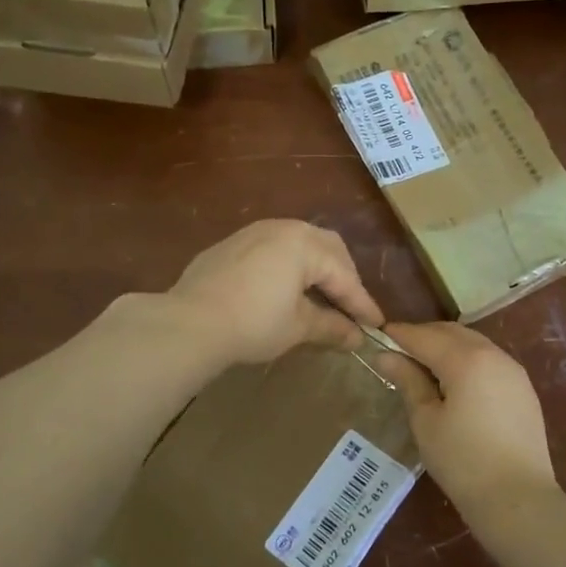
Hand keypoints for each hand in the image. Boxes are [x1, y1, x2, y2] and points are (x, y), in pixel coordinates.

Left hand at [165, 220, 384, 364]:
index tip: (376, 326)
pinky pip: (271, 249)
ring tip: (320, 296)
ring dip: (315, 268)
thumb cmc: (253, 323)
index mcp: (305, 244)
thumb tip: (357, 338)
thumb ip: (331, 327)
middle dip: (342, 277)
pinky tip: (283, 289)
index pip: (344, 276)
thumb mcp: (297, 327)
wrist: (189, 322)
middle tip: (350, 307)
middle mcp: (282, 228)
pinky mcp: (230, 245)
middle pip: (326, 248)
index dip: (362, 303)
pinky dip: (287, 267)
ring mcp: (253, 232)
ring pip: (298, 243)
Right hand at [380, 321, 558, 523]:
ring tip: (423, 368)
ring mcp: (513, 370)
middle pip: (451, 333)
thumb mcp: (426, 421)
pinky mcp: (523, 388)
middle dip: (423, 337)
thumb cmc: (463, 462)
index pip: (424, 336)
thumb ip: (408, 381)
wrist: (519, 500)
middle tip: (397, 353)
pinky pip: (489, 360)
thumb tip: (385, 356)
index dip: (399, 335)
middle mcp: (493, 354)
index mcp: (466, 359)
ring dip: (446, 347)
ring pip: (473, 343)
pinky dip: (466, 360)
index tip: (377, 338)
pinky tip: (454, 382)